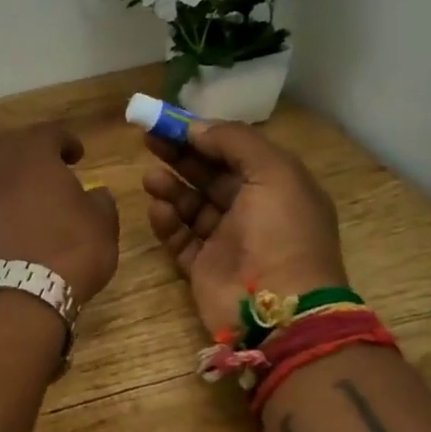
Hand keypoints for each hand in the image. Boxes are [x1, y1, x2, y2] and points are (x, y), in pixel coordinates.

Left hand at [0, 123, 120, 304]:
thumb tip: (95, 193)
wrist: (18, 295)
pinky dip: (6, 200)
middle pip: (16, 148)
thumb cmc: (69, 249)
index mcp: (34, 156)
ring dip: (18, 177)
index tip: (78, 154)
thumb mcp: (102, 224)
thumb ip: (101, 201)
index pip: (48, 133)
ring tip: (38, 193)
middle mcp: (2, 167)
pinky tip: (21, 217)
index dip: (65, 140)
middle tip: (55, 167)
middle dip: (36, 154)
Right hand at [143, 120, 346, 332]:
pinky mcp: (204, 267)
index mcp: (277, 185)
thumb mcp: (273, 171)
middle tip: (148, 139)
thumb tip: (196, 128)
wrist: (280, 310)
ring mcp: (228, 241)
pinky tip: (158, 209)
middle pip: (209, 174)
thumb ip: (235, 141)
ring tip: (150, 178)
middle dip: (180, 155)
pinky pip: (180, 238)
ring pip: (192, 205)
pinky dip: (167, 222)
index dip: (203, 134)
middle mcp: (253, 210)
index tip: (170, 121)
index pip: (235, 151)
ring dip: (171, 187)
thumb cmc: (282, 232)